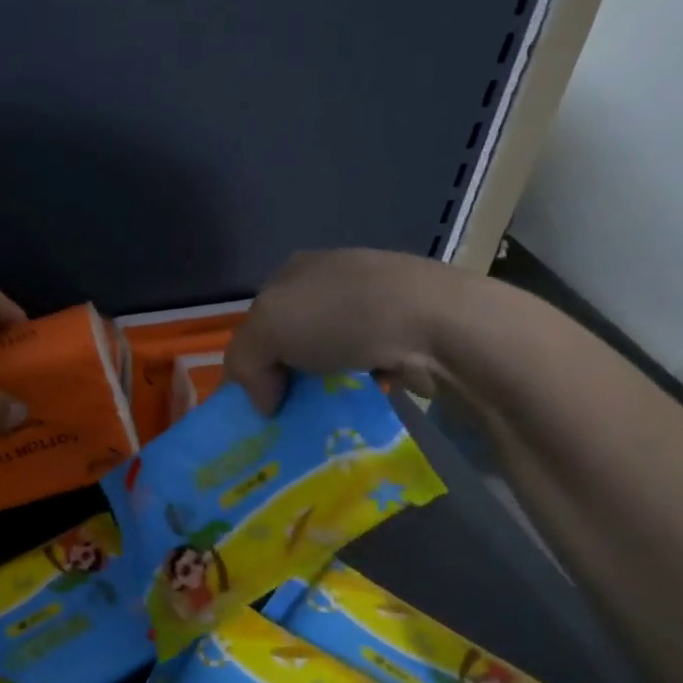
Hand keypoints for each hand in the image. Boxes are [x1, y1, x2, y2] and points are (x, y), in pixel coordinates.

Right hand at [226, 249, 469, 413]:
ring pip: (329, 354)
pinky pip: (366, 365)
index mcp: (293, 270)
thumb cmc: (341, 316)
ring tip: (324, 412)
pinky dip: (359, 386)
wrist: (437, 322)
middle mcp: (331, 280)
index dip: (252, 359)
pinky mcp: (405, 330)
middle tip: (289, 409)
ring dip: (324, 385)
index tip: (261, 397)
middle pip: (293, 338)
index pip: (257, 321)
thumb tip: (264, 401)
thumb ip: (245, 362)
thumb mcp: (267, 330)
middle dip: (287, 375)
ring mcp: (372, 303)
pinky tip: (361, 400)